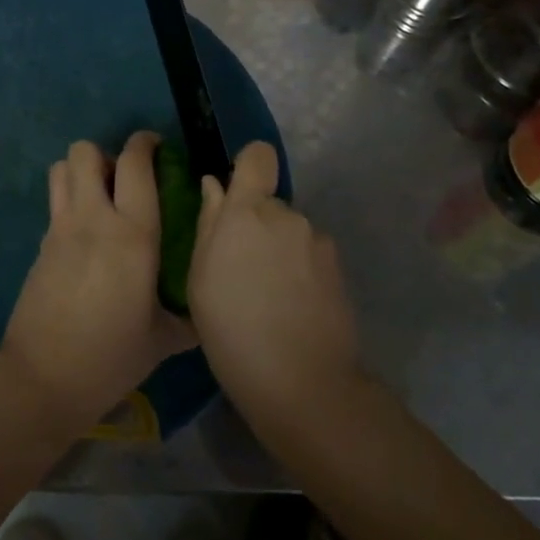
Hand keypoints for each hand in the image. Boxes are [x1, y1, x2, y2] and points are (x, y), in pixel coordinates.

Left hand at [0, 134, 197, 435]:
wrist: (43, 376)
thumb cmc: (110, 357)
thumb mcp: (161, 340)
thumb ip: (186, 317)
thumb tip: (204, 309)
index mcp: (132, 234)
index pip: (135, 165)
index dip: (145, 144)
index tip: (157, 147)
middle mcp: (93, 219)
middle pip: (85, 151)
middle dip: (106, 154)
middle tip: (125, 179)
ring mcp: (60, 229)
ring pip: (62, 168)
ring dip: (82, 171)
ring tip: (102, 197)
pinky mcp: (41, 244)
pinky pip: (55, 202)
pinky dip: (70, 200)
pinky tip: (86, 234)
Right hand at [186, 142, 363, 429]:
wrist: (301, 383)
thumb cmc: (231, 328)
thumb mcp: (200, 277)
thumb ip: (209, 223)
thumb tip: (215, 186)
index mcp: (247, 212)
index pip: (257, 157)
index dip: (248, 165)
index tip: (235, 191)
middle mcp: (288, 216)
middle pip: (270, 204)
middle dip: (256, 225)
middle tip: (240, 269)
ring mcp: (318, 243)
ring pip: (290, 233)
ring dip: (279, 251)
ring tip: (267, 296)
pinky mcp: (339, 270)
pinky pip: (310, 257)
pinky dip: (300, 273)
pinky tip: (291, 308)